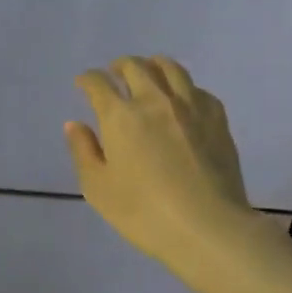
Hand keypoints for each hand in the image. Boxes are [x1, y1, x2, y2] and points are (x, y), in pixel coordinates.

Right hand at [65, 55, 257, 282]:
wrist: (208, 227)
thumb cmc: (144, 213)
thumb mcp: (98, 189)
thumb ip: (83, 151)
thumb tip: (75, 124)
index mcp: (120, 116)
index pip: (98, 83)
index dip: (87, 80)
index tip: (83, 84)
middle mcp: (154, 100)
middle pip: (134, 66)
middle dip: (118, 67)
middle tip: (114, 76)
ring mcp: (189, 105)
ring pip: (169, 68)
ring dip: (152, 65)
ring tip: (148, 73)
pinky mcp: (216, 117)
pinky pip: (197, 88)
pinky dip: (182, 87)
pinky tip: (182, 99)